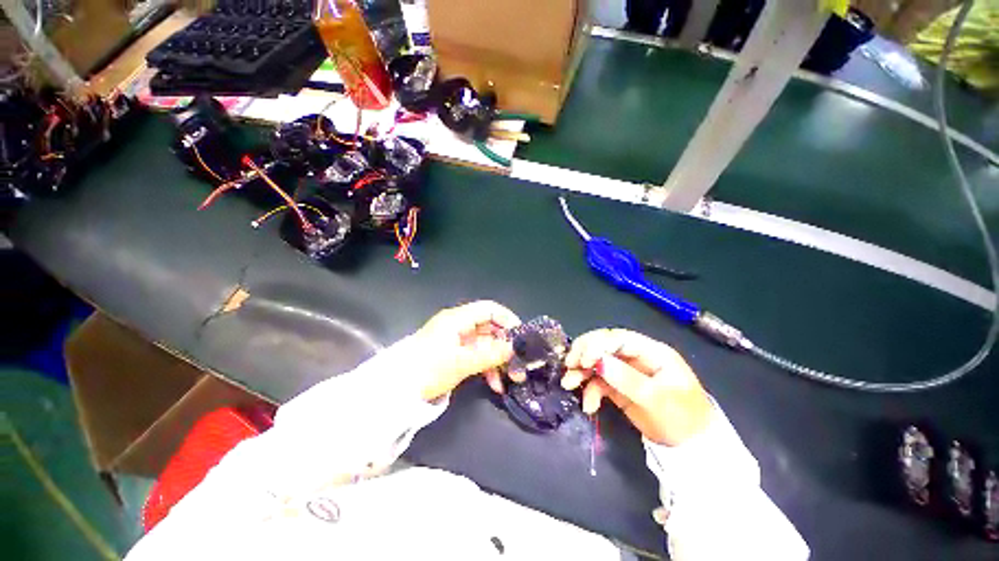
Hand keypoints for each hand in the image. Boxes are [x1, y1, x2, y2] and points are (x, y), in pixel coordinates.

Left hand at [412, 301, 520, 400]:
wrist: (396, 390)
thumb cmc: (429, 369)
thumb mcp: (461, 362)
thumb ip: (490, 354)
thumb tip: (515, 348)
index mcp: (458, 319)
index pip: (489, 309)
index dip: (507, 319)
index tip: (521, 336)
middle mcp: (459, 326)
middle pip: (490, 328)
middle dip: (505, 346)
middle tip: (519, 363)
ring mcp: (457, 341)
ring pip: (485, 345)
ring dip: (498, 361)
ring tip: (511, 379)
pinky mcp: (455, 356)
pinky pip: (477, 357)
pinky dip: (487, 368)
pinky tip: (496, 385)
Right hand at [561, 329, 712, 445]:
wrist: (691, 449)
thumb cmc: (682, 419)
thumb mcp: (657, 400)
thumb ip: (627, 379)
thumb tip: (597, 362)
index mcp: (651, 352)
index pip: (619, 338)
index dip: (598, 345)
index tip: (582, 361)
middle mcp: (636, 356)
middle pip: (604, 345)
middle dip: (584, 353)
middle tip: (569, 365)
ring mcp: (626, 371)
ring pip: (597, 362)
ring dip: (581, 371)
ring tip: (569, 384)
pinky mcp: (619, 386)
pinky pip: (598, 381)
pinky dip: (590, 390)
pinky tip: (588, 405)